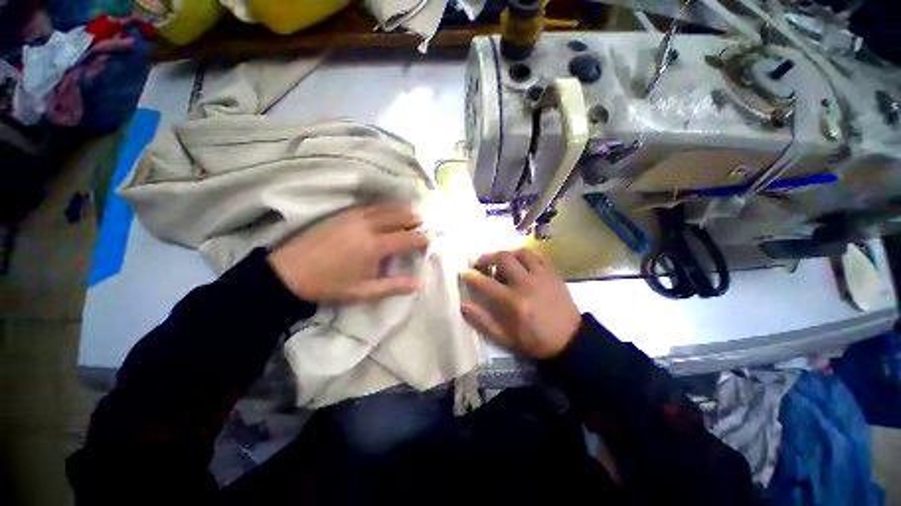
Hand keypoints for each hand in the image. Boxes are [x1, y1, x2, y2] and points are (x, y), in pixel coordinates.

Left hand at [268, 203, 428, 303]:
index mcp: (375, 246)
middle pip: (398, 216)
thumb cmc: (330, 285)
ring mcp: (354, 217)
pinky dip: (384, 206)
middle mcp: (368, 226)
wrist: (289, 273)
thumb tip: (418, 284)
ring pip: (385, 207)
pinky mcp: (343, 213)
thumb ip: (394, 286)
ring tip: (411, 212)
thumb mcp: (364, 292)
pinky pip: (370, 205)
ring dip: (401, 209)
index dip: (421, 239)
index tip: (429, 240)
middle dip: (414, 218)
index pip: (407, 238)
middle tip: (423, 222)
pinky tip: (387, 209)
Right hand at [461, 249, 580, 358]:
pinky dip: (525, 254)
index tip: (464, 272)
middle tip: (480, 262)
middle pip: (503, 258)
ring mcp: (542, 276)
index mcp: (513, 302)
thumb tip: (463, 305)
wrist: (570, 341)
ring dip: (507, 253)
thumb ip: (482, 321)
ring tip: (502, 261)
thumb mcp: (505, 338)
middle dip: (487, 257)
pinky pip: (537, 255)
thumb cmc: (534, 341)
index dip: (471, 276)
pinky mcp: (553, 273)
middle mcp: (526, 284)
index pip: (486, 283)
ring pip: (521, 252)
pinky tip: (521, 261)